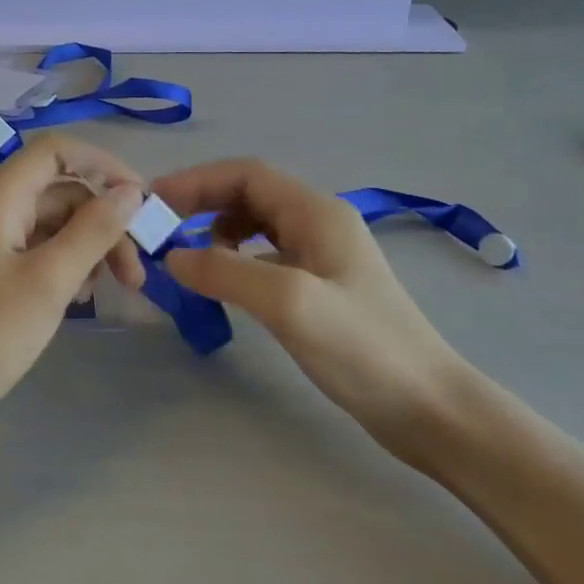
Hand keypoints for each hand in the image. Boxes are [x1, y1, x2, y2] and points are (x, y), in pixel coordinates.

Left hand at [0, 134, 146, 433]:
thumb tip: (131, 192)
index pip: (56, 151)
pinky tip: (77, 299)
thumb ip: (93, 231)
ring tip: (108, 291)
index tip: (142, 202)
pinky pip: (35, 252)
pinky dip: (64, 267)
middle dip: (103, 222)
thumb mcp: (48, 281)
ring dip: (87, 248)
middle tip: (135, 274)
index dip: (103, 165)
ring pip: (51, 225)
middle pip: (60, 191)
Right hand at [153, 159, 474, 463]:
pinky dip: (235, 260)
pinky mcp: (320, 288)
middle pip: (249, 194)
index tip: (154, 202)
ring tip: (188, 258)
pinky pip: (265, 256)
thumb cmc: (362, 348)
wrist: (429, 409)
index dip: (196, 181)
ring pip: (256, 225)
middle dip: (202, 204)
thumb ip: (225, 271)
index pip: (246, 174)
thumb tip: (171, 256)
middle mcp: (319, 223)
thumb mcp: (288, 302)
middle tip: (161, 230)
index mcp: (316, 212)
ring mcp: (322, 256)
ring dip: (216, 231)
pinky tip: (224, 284)